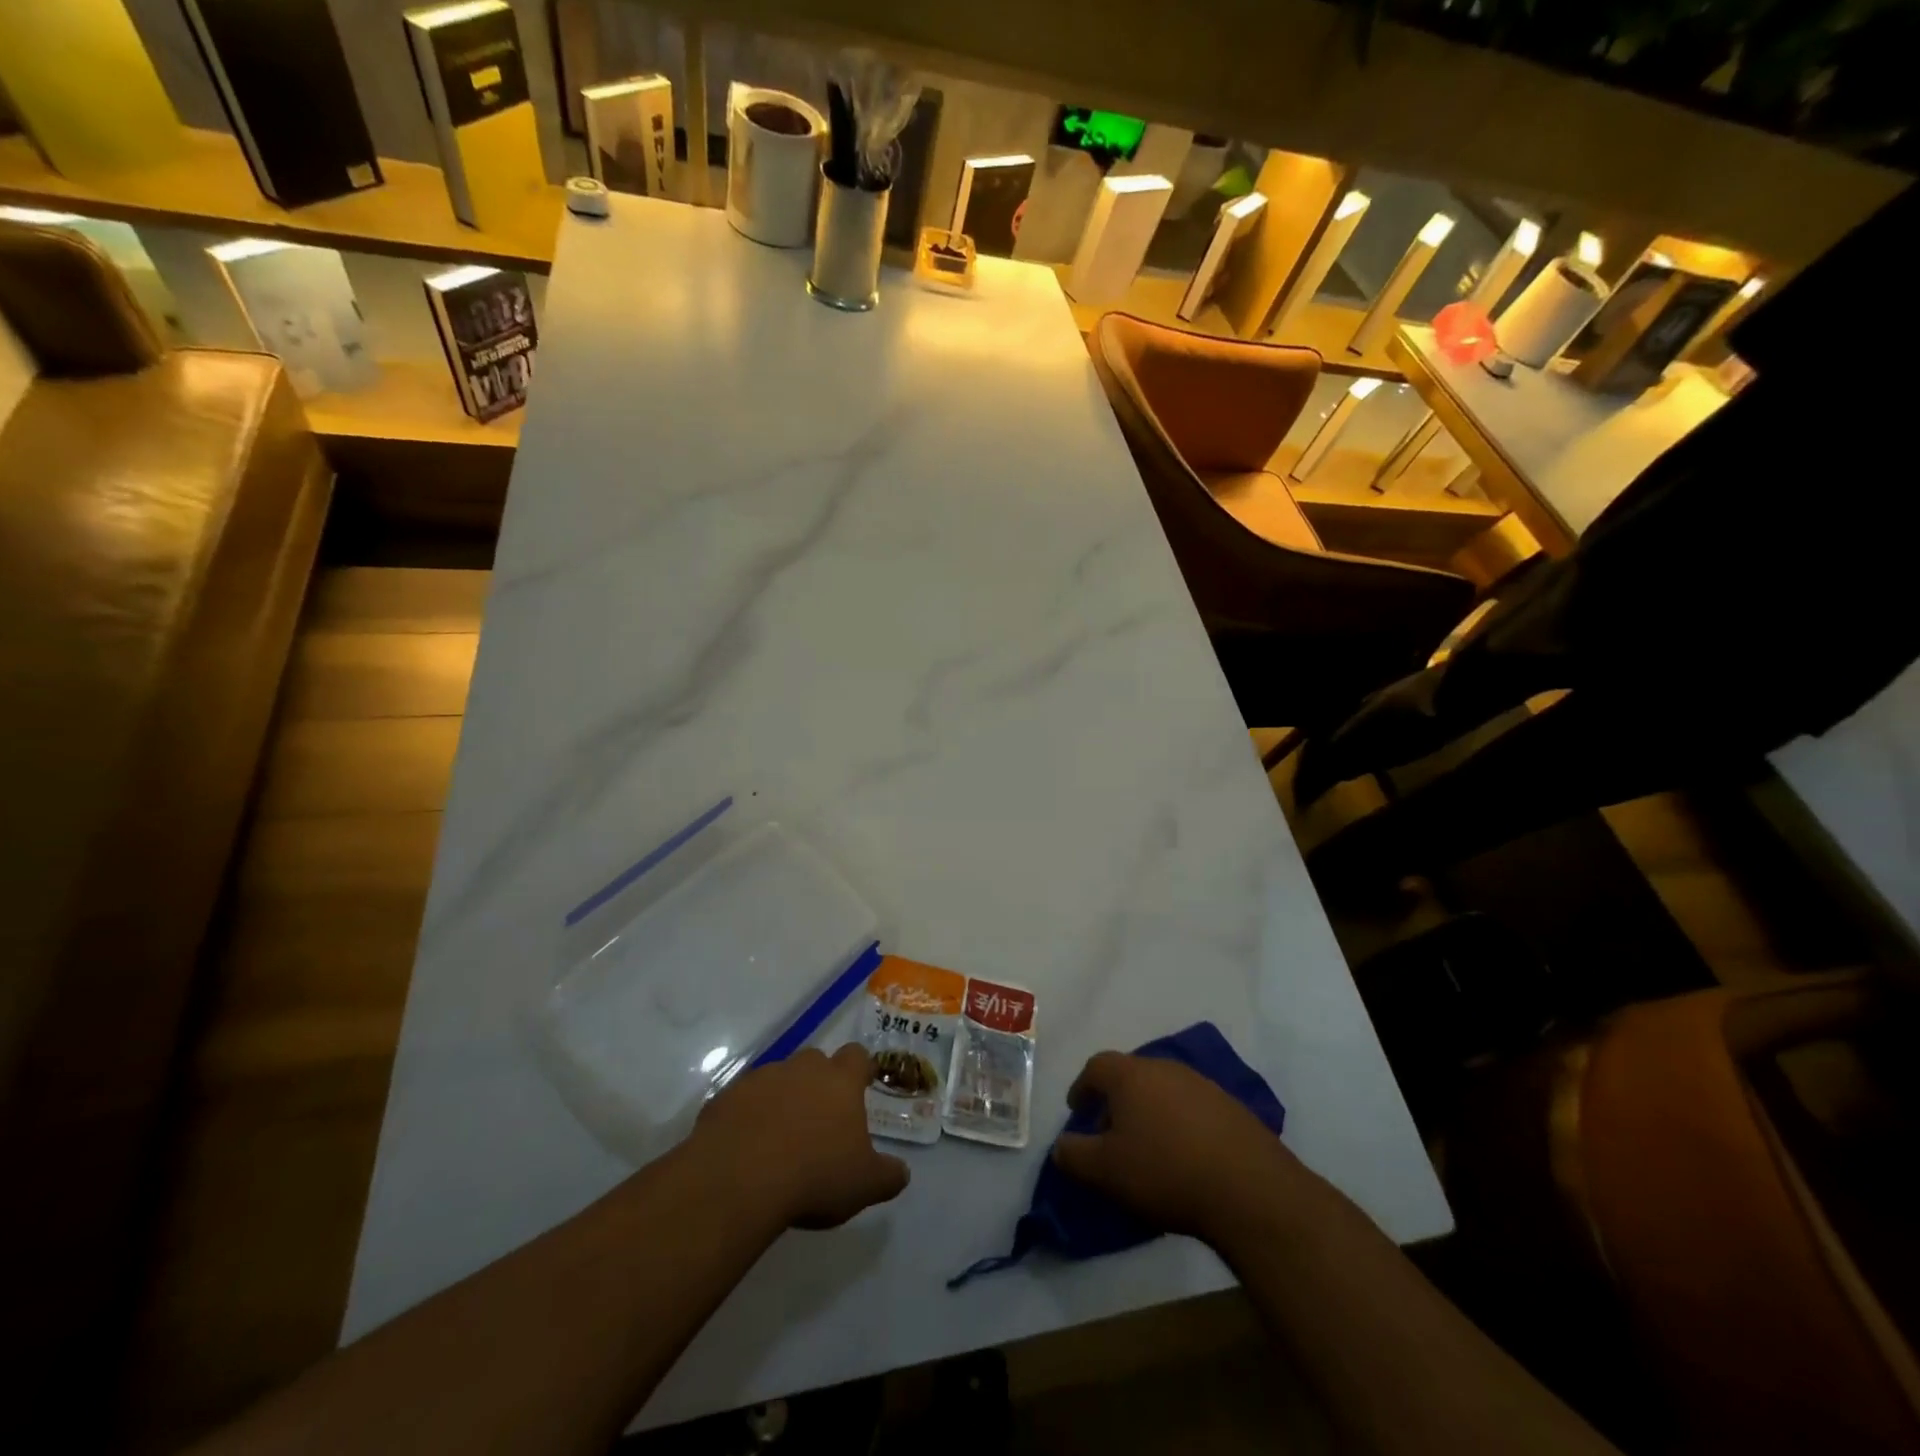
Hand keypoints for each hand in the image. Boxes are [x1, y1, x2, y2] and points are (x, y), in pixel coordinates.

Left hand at [692, 1044, 908, 1228]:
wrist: (738, 1180)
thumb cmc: (813, 1176)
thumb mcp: (863, 1186)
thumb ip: (887, 1176)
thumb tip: (902, 1173)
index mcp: (840, 1081)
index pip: (857, 1057)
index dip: (860, 1070)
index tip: (861, 1087)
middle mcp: (802, 1068)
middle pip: (816, 1062)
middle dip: (818, 1083)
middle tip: (819, 1120)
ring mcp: (762, 1078)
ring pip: (778, 1078)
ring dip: (781, 1099)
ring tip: (779, 1138)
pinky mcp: (726, 1096)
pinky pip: (743, 1100)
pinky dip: (748, 1116)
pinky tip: (746, 1147)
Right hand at [1052, 1051, 1301, 1241]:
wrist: (1248, 1188)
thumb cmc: (1164, 1171)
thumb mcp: (1105, 1171)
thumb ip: (1073, 1155)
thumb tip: (1061, 1146)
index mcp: (1131, 1075)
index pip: (1097, 1066)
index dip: (1082, 1086)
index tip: (1076, 1108)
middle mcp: (1165, 1068)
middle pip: (1132, 1076)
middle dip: (1117, 1101)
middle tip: (1110, 1134)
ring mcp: (1203, 1085)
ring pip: (1164, 1091)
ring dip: (1150, 1112)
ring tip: (1148, 1148)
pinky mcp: (1232, 1108)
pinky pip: (1193, 1109)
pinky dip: (1181, 1125)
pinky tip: (1185, 1156)